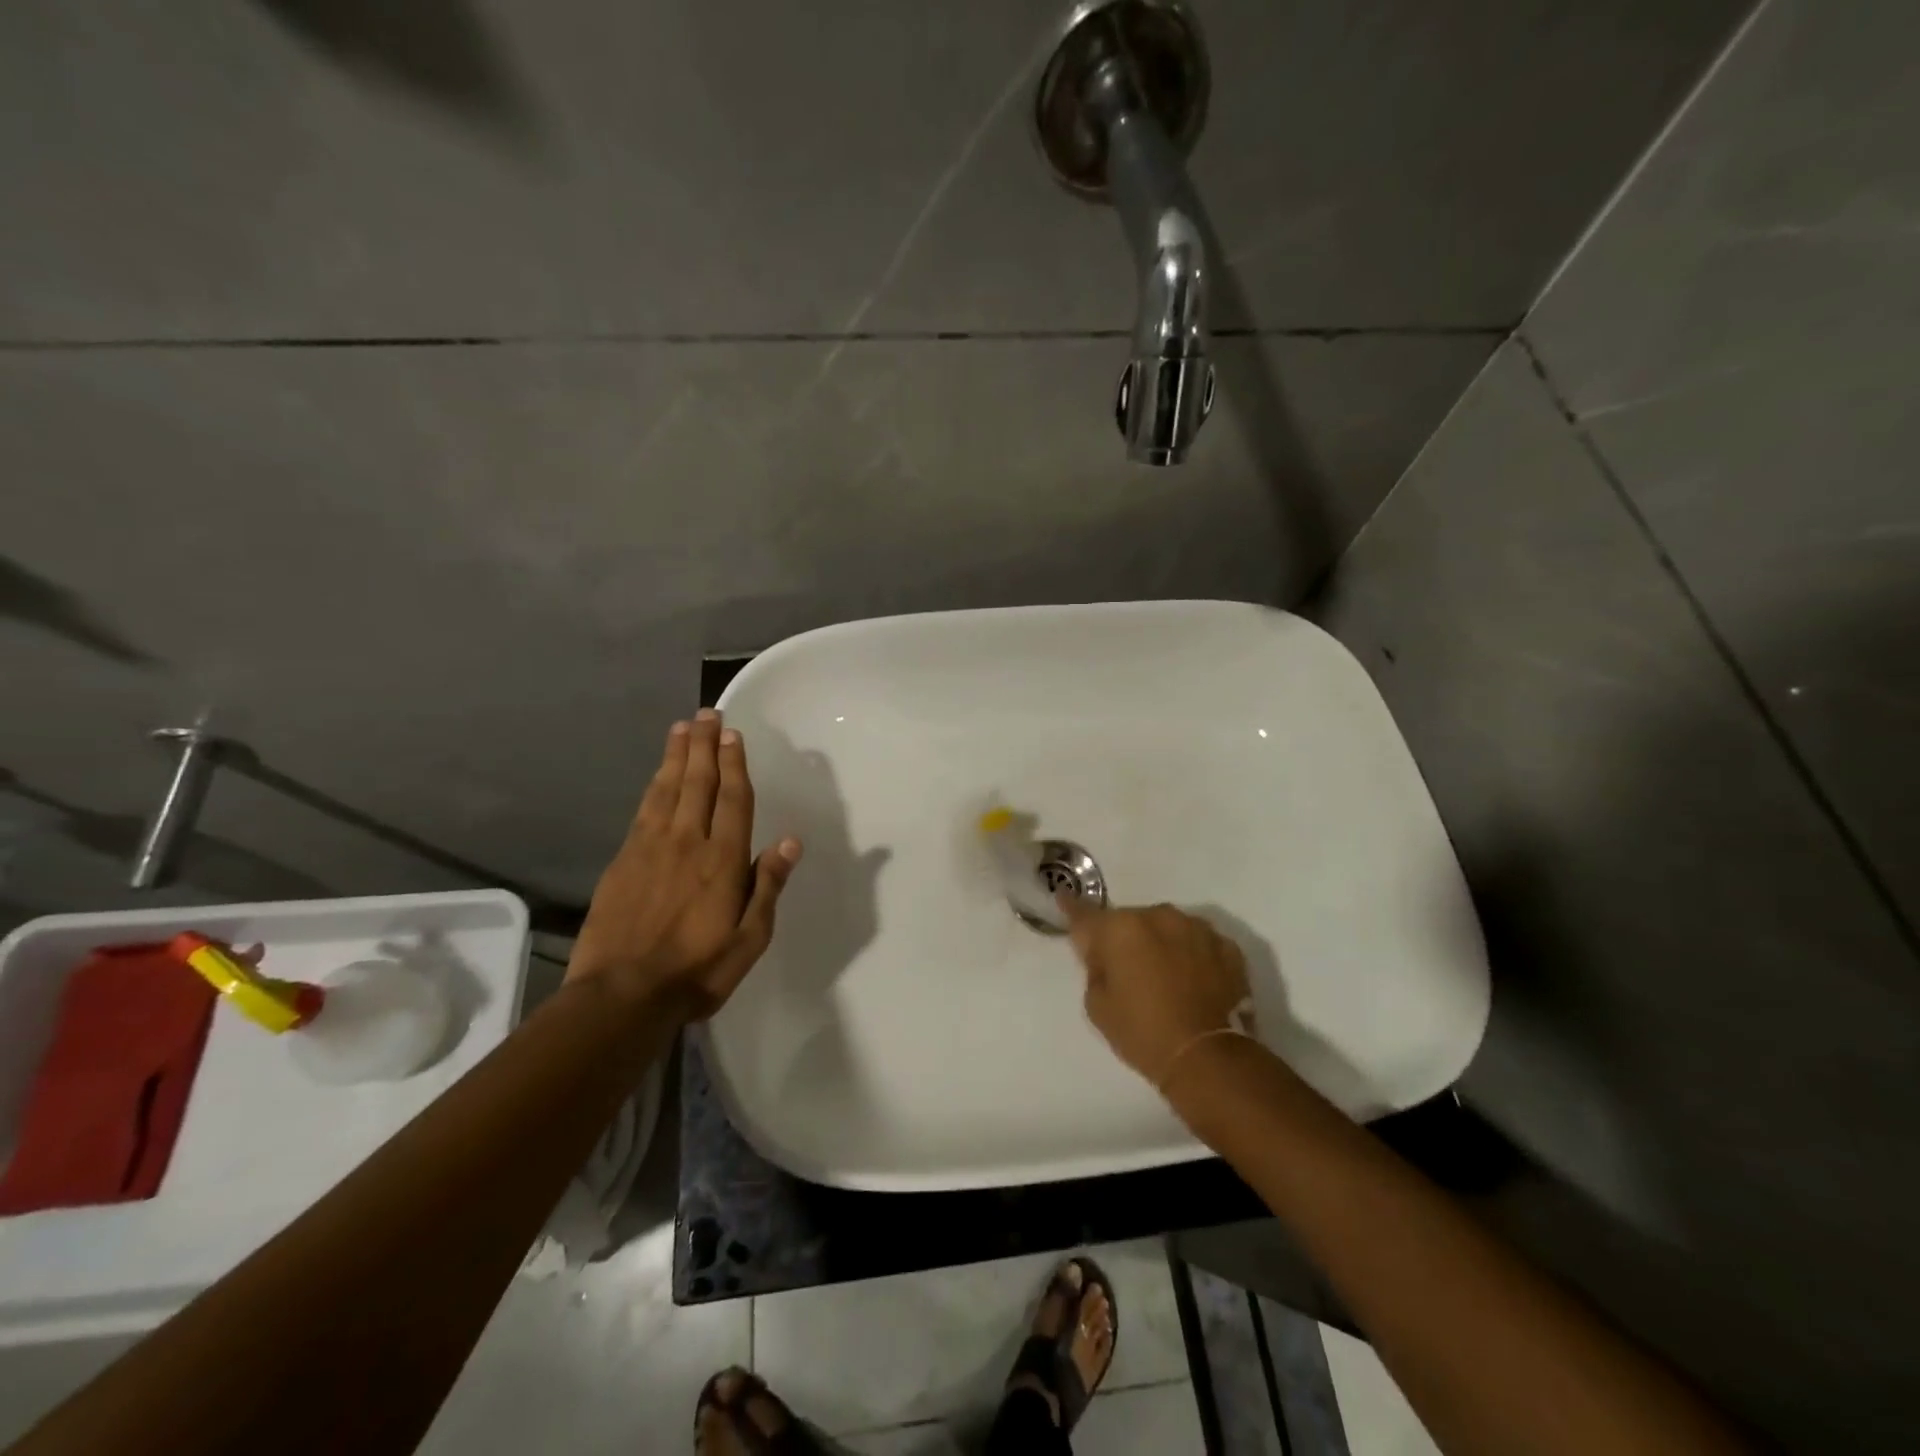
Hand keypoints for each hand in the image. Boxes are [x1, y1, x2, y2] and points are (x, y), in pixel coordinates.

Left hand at [568, 709, 801, 1017]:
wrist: (621, 995)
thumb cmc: (697, 971)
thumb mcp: (750, 939)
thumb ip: (768, 887)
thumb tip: (791, 842)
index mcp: (723, 860)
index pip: (733, 799)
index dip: (734, 764)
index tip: (733, 734)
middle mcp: (688, 842)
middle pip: (699, 783)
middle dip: (705, 746)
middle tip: (707, 714)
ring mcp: (651, 847)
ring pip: (668, 789)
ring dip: (677, 755)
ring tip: (682, 727)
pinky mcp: (624, 859)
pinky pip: (644, 809)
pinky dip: (654, 784)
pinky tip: (658, 773)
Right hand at [1063, 901, 1251, 1088]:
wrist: (1209, 1058)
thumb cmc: (1142, 1032)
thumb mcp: (1097, 1005)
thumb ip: (1095, 968)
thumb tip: (1105, 955)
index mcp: (1120, 928)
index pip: (1085, 914)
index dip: (1071, 908)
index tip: (1063, 897)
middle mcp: (1157, 916)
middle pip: (1130, 921)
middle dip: (1125, 938)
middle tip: (1127, 971)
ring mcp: (1196, 928)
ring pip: (1167, 928)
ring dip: (1161, 943)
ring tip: (1165, 978)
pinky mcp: (1227, 946)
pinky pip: (1198, 943)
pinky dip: (1192, 955)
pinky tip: (1194, 982)